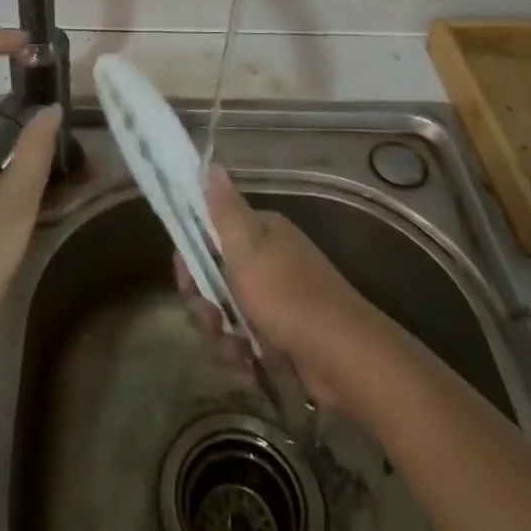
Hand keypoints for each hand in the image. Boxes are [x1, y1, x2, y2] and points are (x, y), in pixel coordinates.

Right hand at [178, 165, 388, 410]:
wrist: (344, 357)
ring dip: (221, 337)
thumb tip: (210, 163)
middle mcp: (268, 261)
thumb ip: (224, 209)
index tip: (185, 278)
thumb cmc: (288, 296)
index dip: (191, 258)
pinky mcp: (282, 337)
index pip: (210, 235)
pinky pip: (245, 342)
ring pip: (226, 315)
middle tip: (211, 321)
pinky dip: (242, 356)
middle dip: (205, 305)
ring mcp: (276, 301)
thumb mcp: (247, 248)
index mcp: (261, 233)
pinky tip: (249, 368)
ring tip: (236, 353)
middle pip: (214, 280)